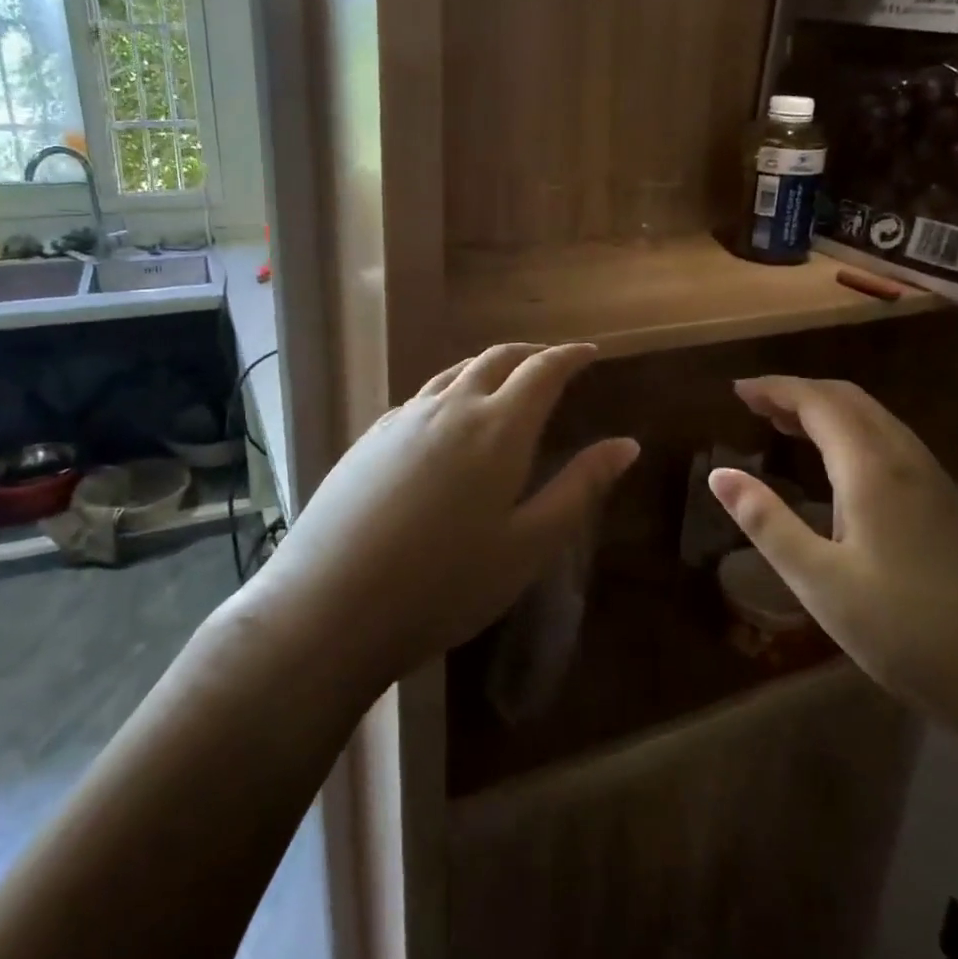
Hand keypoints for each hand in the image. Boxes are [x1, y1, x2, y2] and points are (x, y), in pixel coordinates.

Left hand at [250, 344, 638, 691]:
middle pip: (496, 359)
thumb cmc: (445, 584)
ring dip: (488, 368)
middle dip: (531, 353)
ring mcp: (403, 420)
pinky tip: (446, 420)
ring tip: (505, 382)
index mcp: (497, 428)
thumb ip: (580, 488)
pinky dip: (450, 391)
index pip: (542, 371)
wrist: (331, 605)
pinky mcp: (370, 438)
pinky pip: (421, 397)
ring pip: (454, 373)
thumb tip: (626, 445)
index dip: (570, 356)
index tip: (591, 352)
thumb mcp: (529, 545)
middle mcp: (450, 408)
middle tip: (553, 362)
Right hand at [707, 377, 957, 760]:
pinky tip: (843, 469)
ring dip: (829, 411)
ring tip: (788, 426)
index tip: (737, 390)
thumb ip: (767, 523)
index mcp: (874, 470)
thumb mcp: (821, 583)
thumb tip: (719, 474)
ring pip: (877, 420)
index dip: (776, 389)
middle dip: (800, 393)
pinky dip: (855, 434)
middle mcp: (909, 462)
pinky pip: (894, 444)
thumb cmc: (907, 634)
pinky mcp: (954, 508)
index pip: (819, 403)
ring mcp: (939, 483)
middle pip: (851, 401)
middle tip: (756, 404)